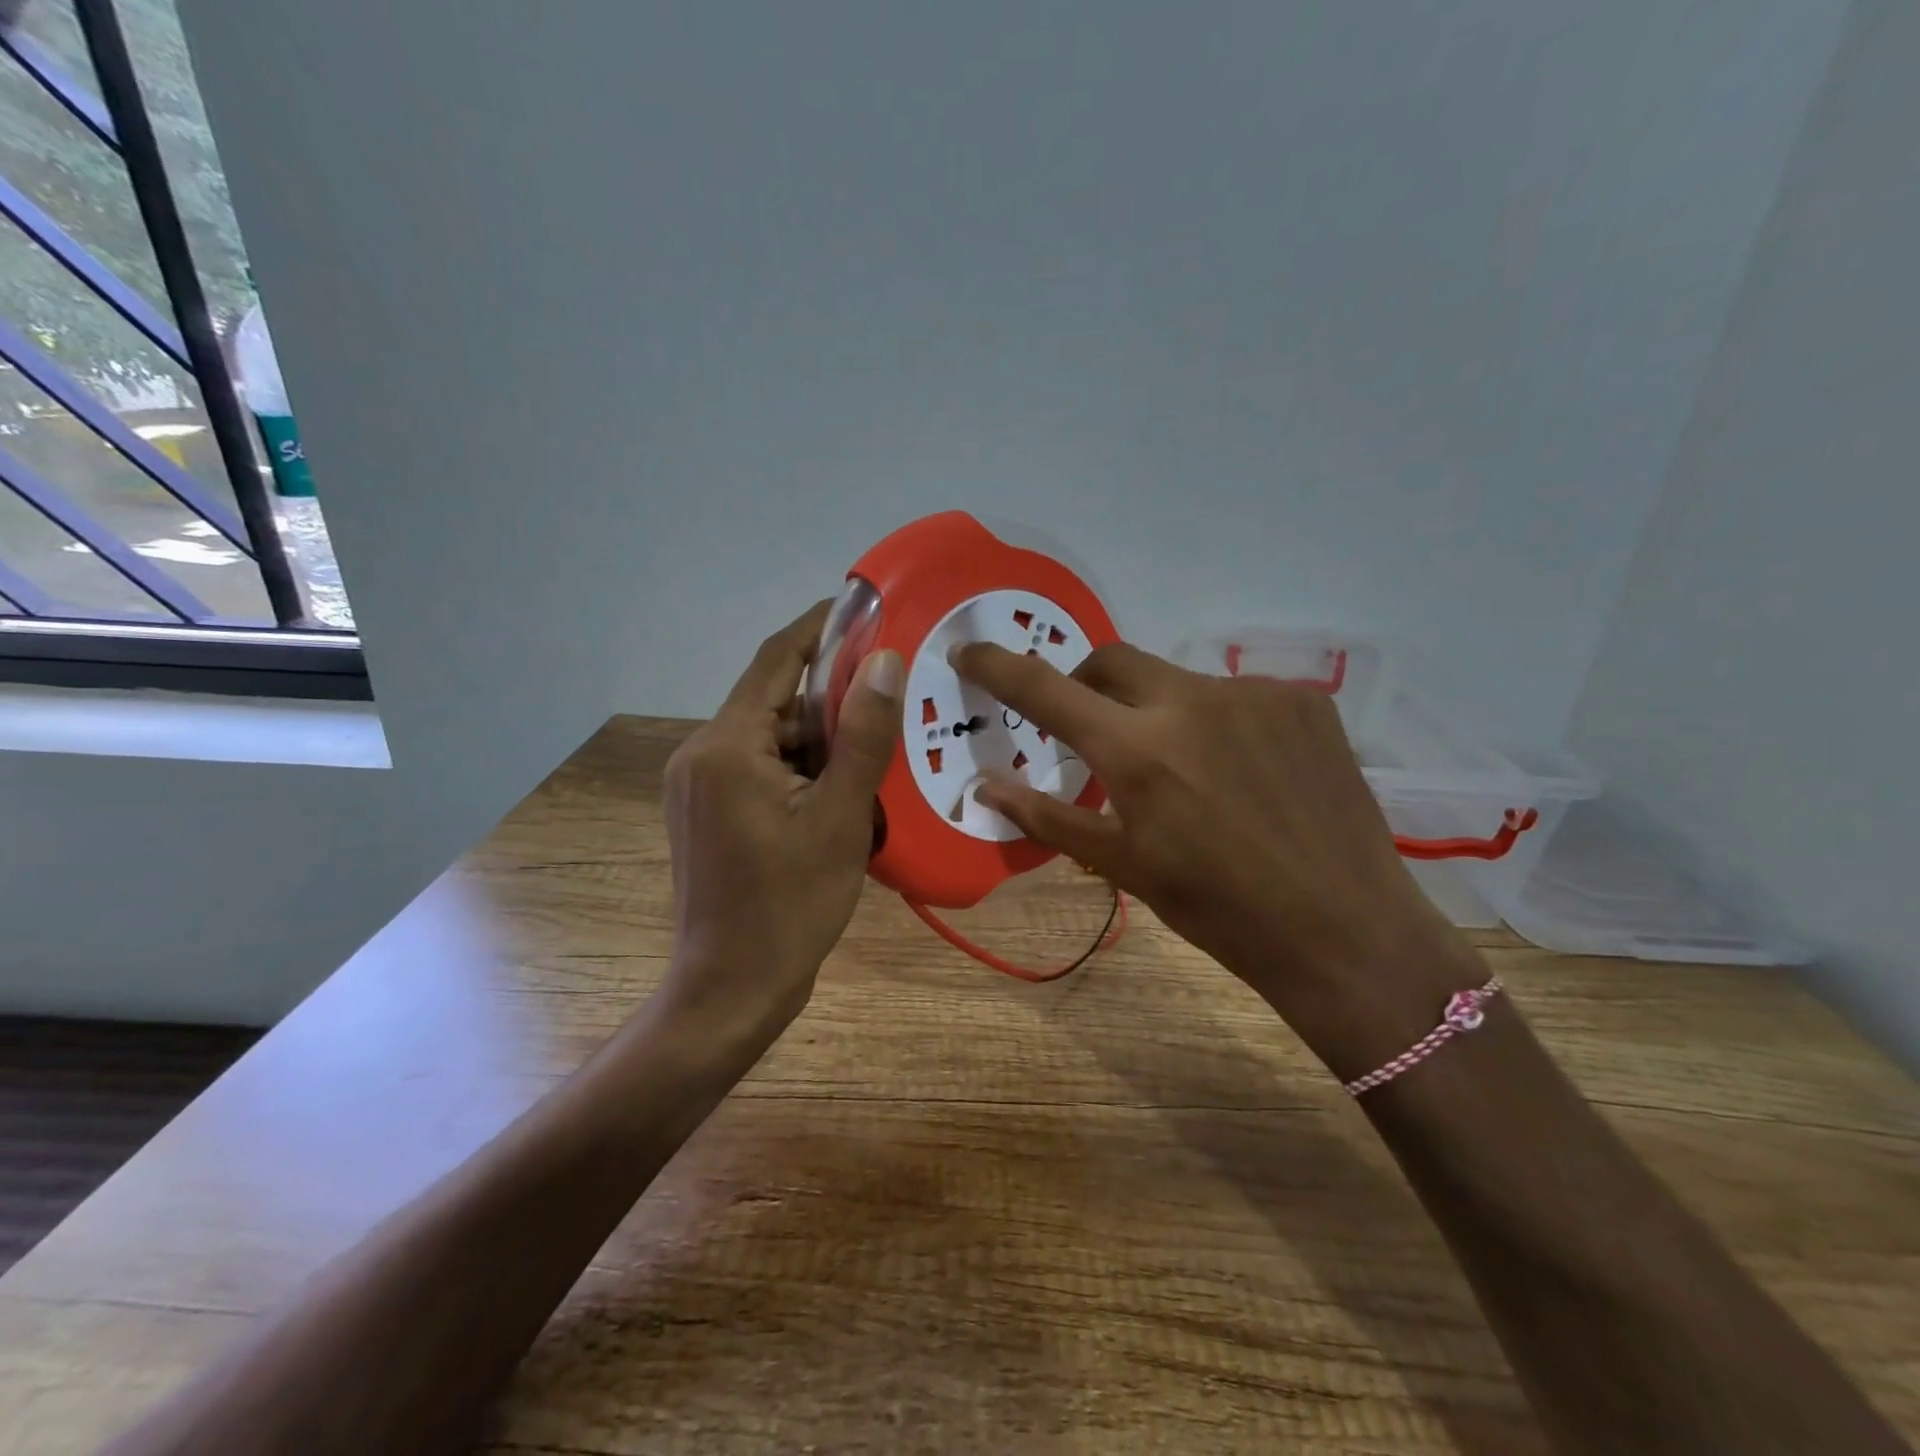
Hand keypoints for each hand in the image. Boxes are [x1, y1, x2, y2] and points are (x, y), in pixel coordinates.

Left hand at [661, 601, 902, 1046]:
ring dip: (820, 739)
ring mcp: (699, 786)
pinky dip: (802, 768)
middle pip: (775, 701)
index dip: (820, 627)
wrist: (732, 989)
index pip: (776, 659)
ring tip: (877, 749)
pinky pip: (761, 769)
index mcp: (726, 746)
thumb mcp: (841, 817)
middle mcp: (701, 754)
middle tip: (892, 696)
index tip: (865, 607)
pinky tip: (843, 788)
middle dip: (831, 697)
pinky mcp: (707, 813)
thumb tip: (884, 660)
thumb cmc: (790, 904)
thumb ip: (861, 735)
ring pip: (771, 738)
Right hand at [952, 641, 1480, 1075]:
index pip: (1045, 689)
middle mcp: (1191, 701)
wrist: (1345, 930)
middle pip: (1111, 660)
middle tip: (1091, 731)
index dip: (998, 666)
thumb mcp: (1123, 864)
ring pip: (1177, 681)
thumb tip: (984, 785)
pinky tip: (1243, 771)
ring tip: (1187, 772)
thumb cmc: (1218, 909)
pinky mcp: (1304, 701)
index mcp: (1137, 749)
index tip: (969, 650)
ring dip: (1159, 712)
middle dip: (1085, 684)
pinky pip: (1236, 695)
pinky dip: (1217, 722)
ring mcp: (1254, 694)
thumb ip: (1047, 815)